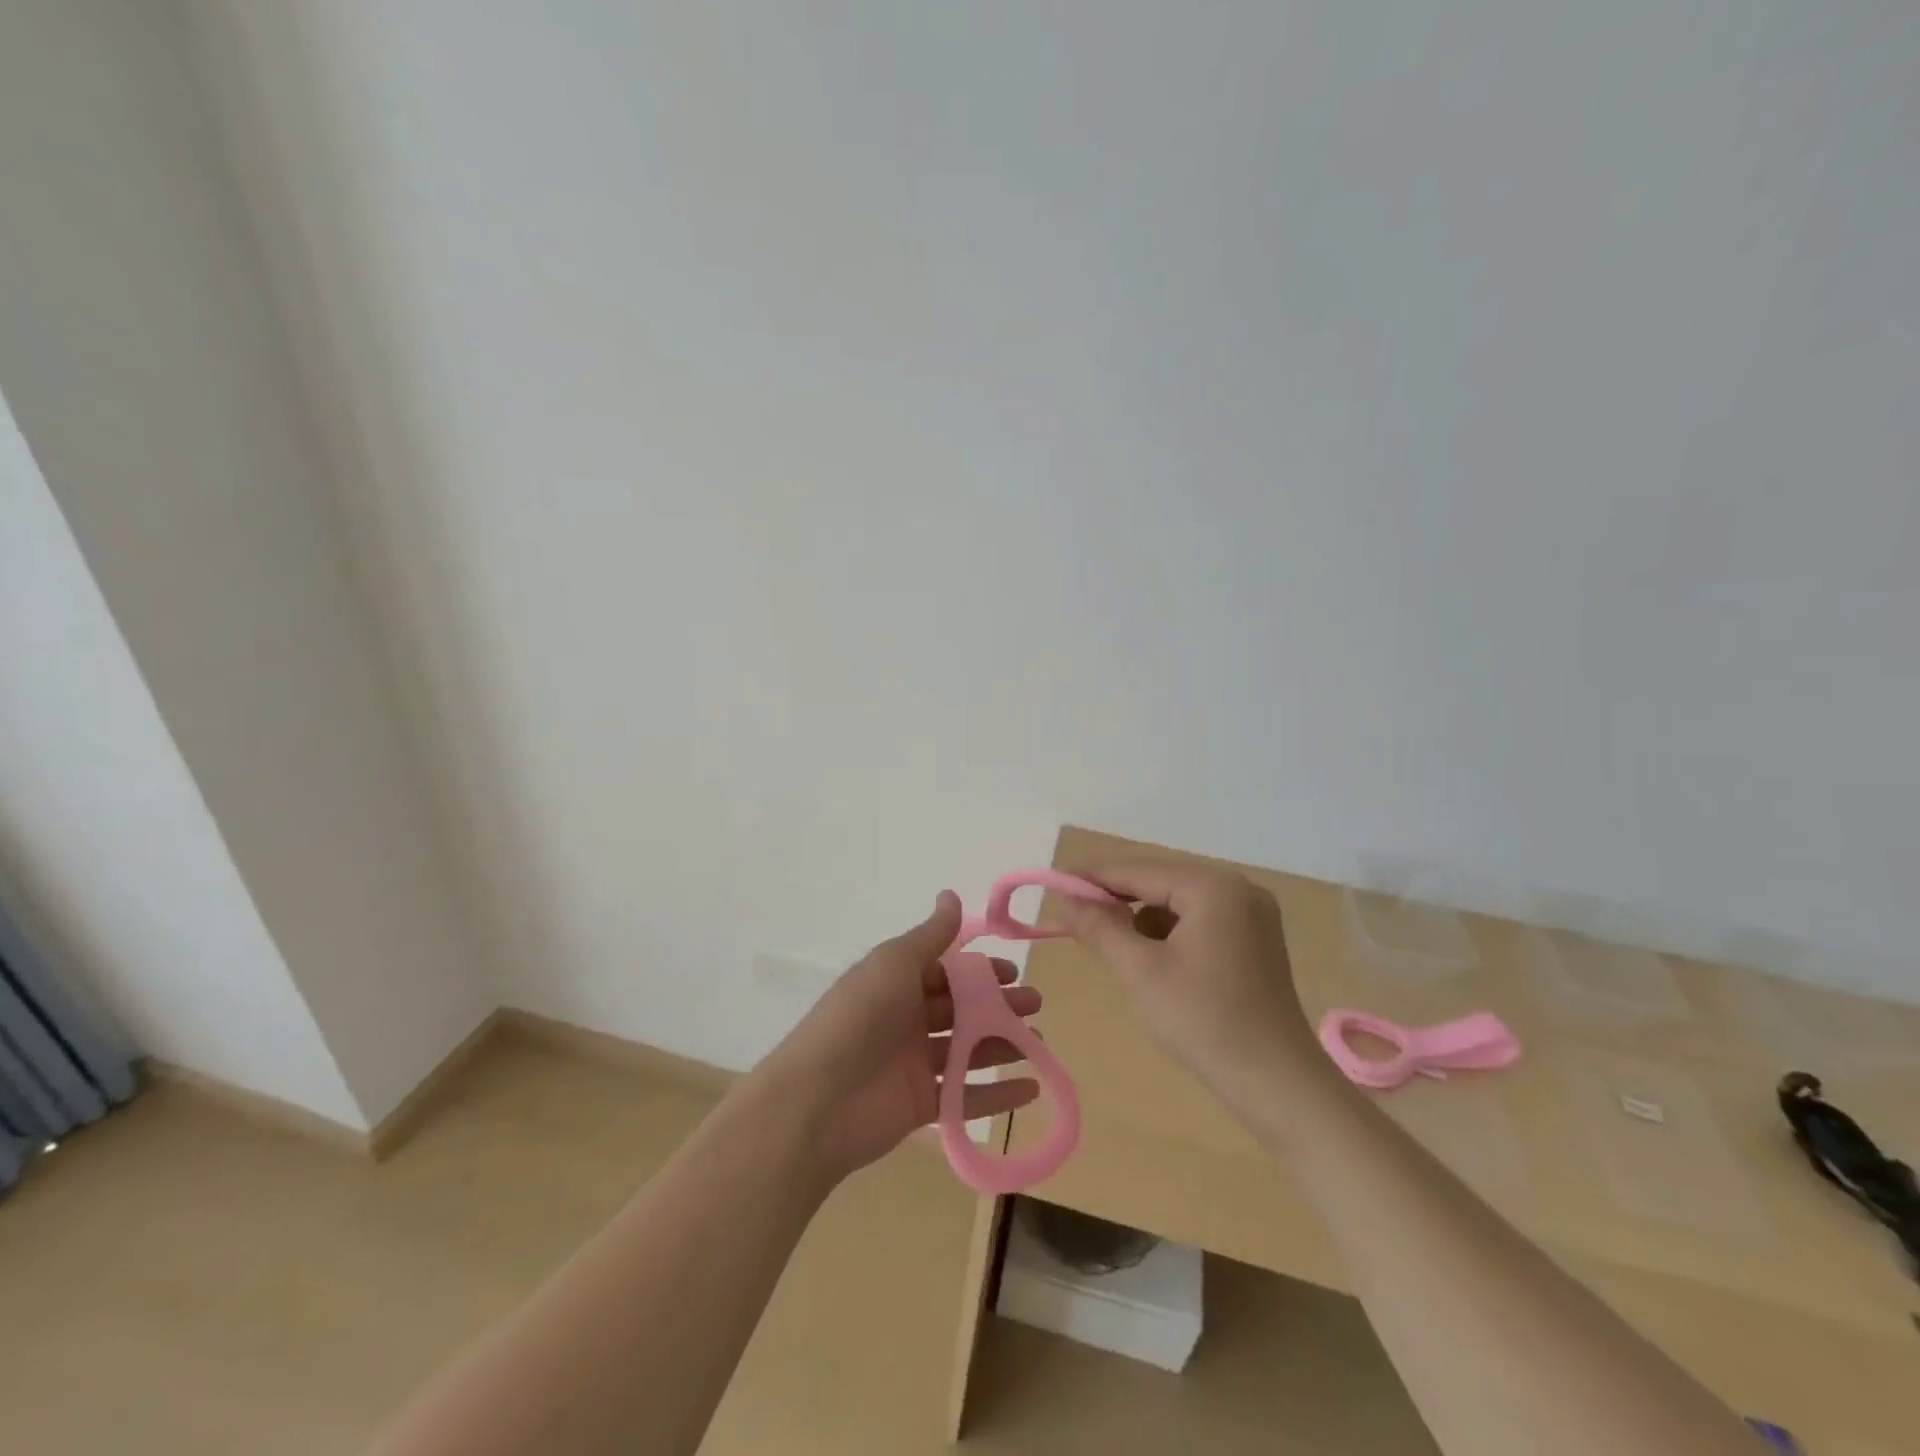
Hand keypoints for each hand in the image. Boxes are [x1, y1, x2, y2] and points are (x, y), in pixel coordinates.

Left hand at [756, 892, 1042, 1179]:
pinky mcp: (922, 1105)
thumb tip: (950, 894)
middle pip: (962, 1010)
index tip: (1013, 972)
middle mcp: (907, 1019)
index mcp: (898, 983)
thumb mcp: (895, 963)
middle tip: (1035, 1006)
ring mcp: (914, 1063)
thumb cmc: (860, 1016)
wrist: (817, 1099)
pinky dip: (998, 1094)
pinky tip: (1031, 1089)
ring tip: (1039, 1042)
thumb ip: (930, 935)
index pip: (947, 971)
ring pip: (968, 1050)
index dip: (980, 971)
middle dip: (999, 1006)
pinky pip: (966, 1096)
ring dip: (1004, 1044)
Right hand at [1048, 862, 1328, 1109]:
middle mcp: (1238, 888)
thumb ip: (1099, 927)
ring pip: (1177, 902)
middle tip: (1073, 917)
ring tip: (1111, 945)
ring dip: (1141, 918)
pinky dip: (1168, 934)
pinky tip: (1151, 960)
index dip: (1091, 878)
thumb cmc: (1205, 1022)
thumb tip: (1063, 899)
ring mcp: (1251, 914)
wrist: (1279, 1085)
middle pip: (1159, 882)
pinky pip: (1198, 921)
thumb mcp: (1140, 971)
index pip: (1138, 870)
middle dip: (1116, 899)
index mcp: (1213, 887)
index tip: (1052, 886)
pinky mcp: (1255, 940)